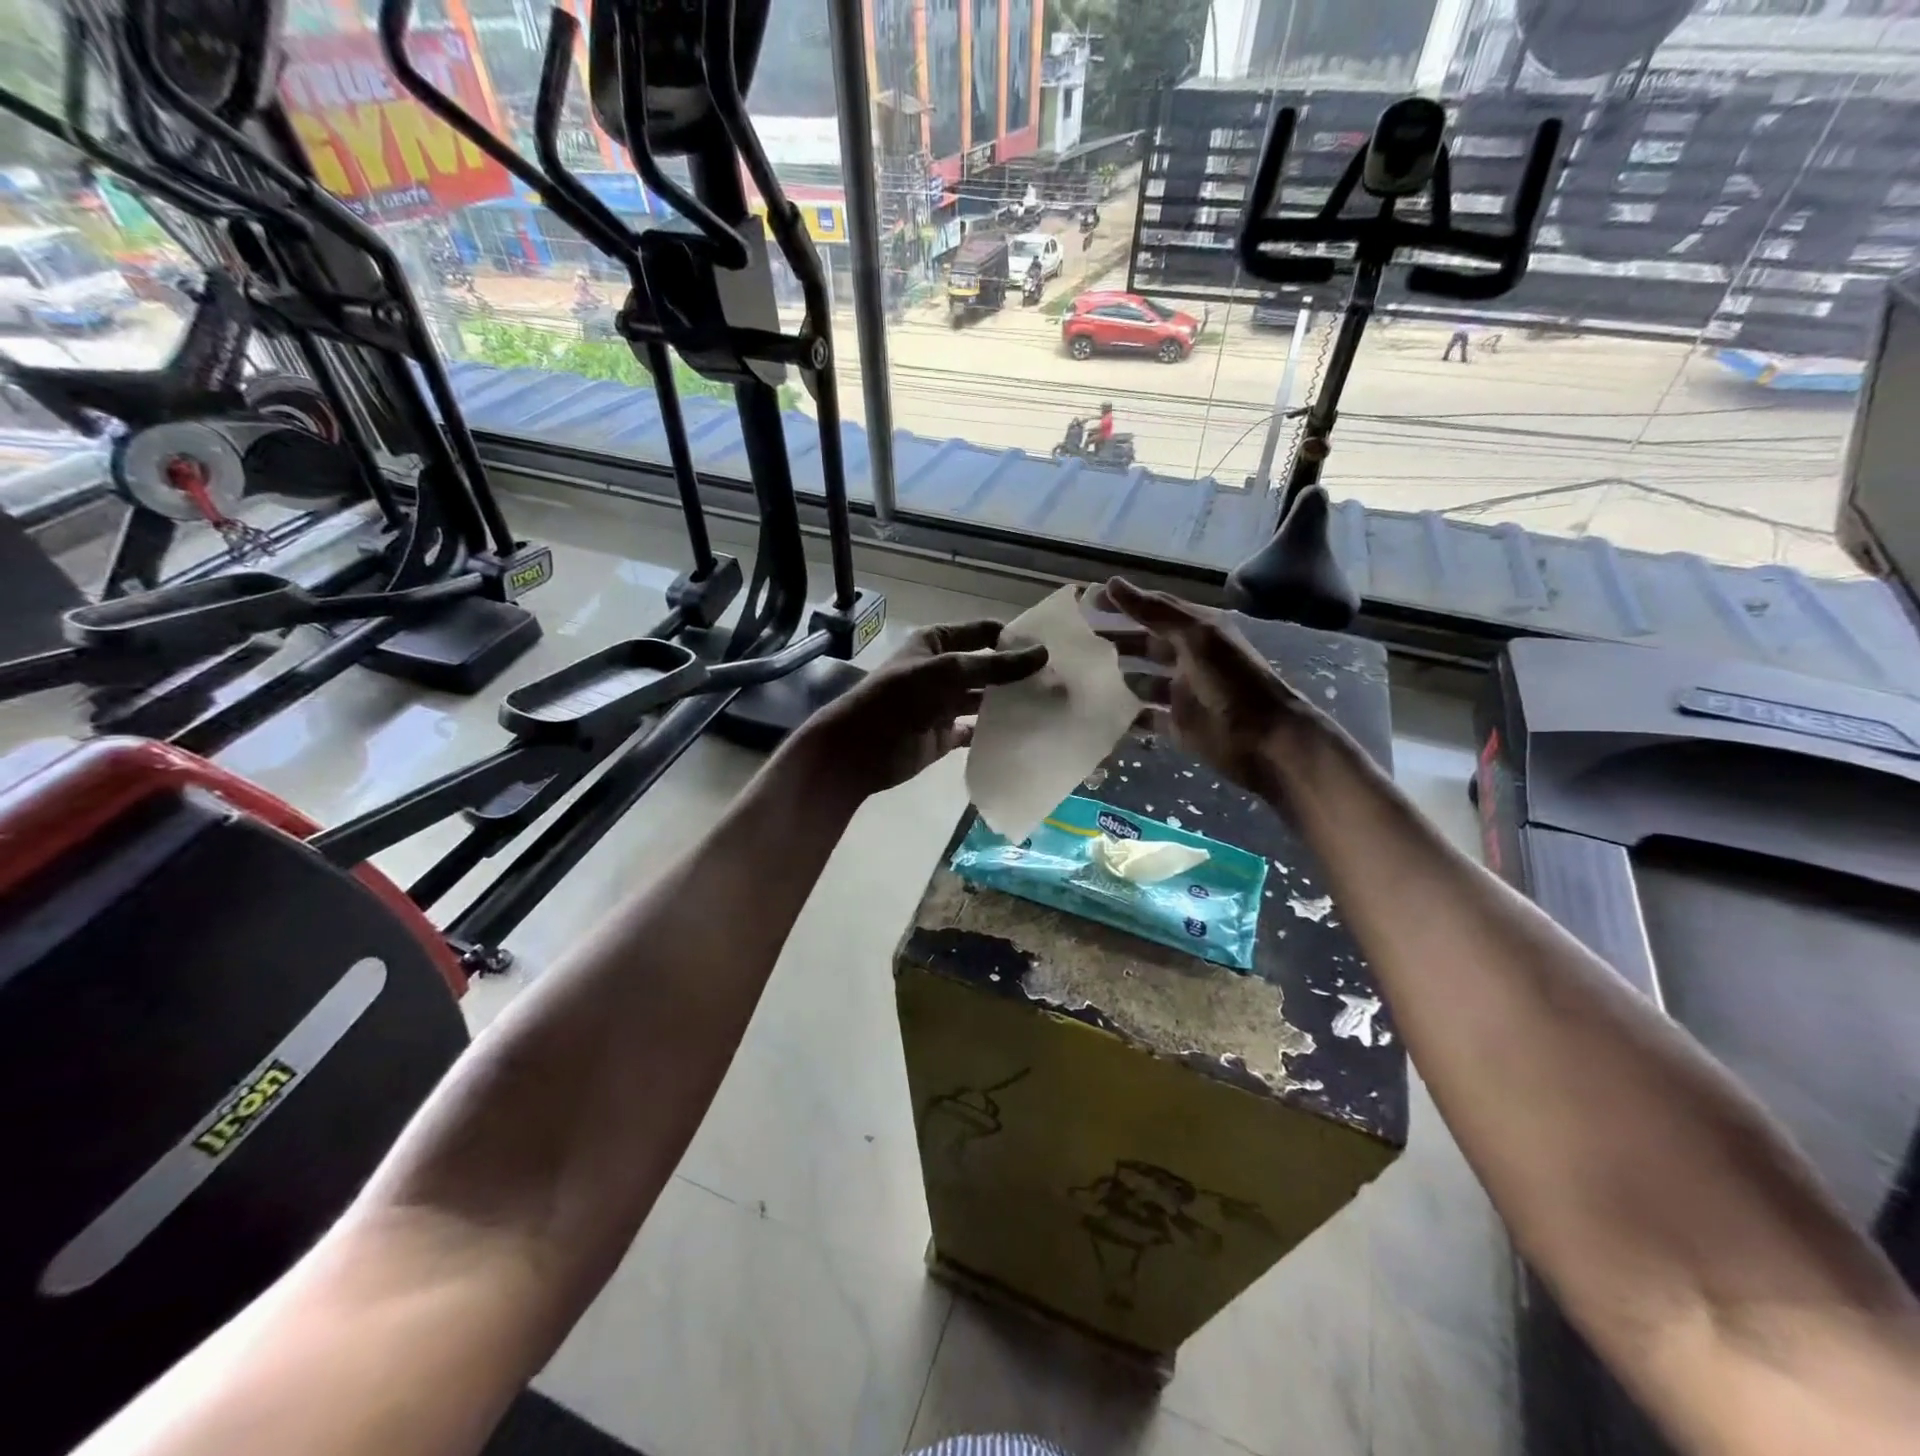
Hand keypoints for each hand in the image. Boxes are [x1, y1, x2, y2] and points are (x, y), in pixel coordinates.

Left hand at [802, 621, 1048, 799]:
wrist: (860, 749)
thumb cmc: (899, 698)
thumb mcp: (948, 672)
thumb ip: (995, 665)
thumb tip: (1043, 654)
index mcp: (937, 644)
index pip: (983, 633)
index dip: (1013, 638)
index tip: (1050, 648)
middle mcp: (942, 670)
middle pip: (988, 667)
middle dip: (1018, 673)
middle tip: (1059, 681)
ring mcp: (944, 704)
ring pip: (985, 700)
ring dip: (1011, 703)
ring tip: (1050, 707)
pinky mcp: (945, 736)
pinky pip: (976, 731)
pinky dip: (996, 732)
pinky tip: (1025, 733)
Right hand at [1094, 577, 1324, 801]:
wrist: (1265, 739)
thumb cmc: (1233, 681)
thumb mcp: (1196, 636)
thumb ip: (1155, 611)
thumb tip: (1112, 583)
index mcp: (1196, 632)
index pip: (1153, 612)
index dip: (1123, 606)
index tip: (1088, 603)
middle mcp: (1187, 659)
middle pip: (1144, 645)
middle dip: (1114, 642)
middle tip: (1076, 643)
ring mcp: (1181, 694)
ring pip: (1140, 681)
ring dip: (1115, 678)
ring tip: (1080, 677)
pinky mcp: (1177, 725)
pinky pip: (1144, 717)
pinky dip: (1125, 715)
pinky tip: (1098, 712)